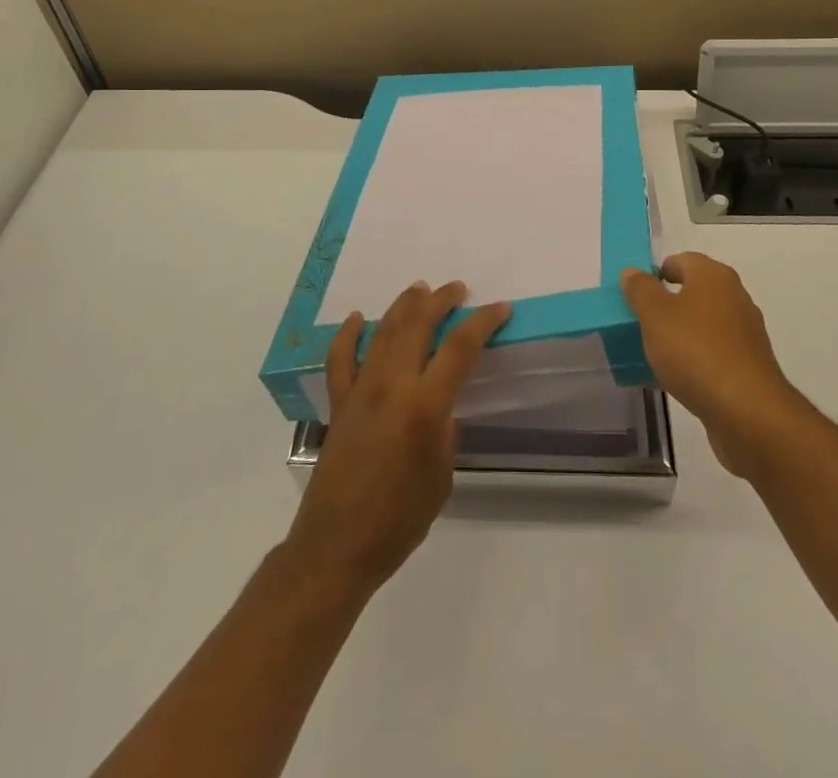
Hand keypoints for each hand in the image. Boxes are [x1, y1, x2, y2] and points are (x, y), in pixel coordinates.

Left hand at [285, 281, 510, 596]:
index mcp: (424, 405)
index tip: (500, 308)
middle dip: (440, 301)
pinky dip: (348, 335)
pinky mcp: (338, 403)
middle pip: (418, 325)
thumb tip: (440, 403)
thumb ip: (444, 429)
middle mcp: (391, 386)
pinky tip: (357, 319)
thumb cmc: (399, 519)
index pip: (460, 348)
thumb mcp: (441, 476)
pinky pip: (340, 359)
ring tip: (419, 290)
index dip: (483, 322)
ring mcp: (360, 390)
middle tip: (457, 289)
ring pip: (383, 332)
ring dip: (403, 306)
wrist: (337, 547)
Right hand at [620, 252, 806, 479]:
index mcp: (713, 276)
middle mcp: (734, 297)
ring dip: (677, 336)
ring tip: (650, 355)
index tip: (633, 296)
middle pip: (692, 293)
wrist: (747, 412)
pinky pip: (711, 354)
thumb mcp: (655, 315)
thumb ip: (640, 289)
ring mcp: (744, 333)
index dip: (655, 274)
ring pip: (700, 325)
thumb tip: (633, 271)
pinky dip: (692, 360)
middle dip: (664, 307)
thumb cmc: (696, 351)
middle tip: (638, 324)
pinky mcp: (747, 366)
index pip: (680, 261)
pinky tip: (672, 379)